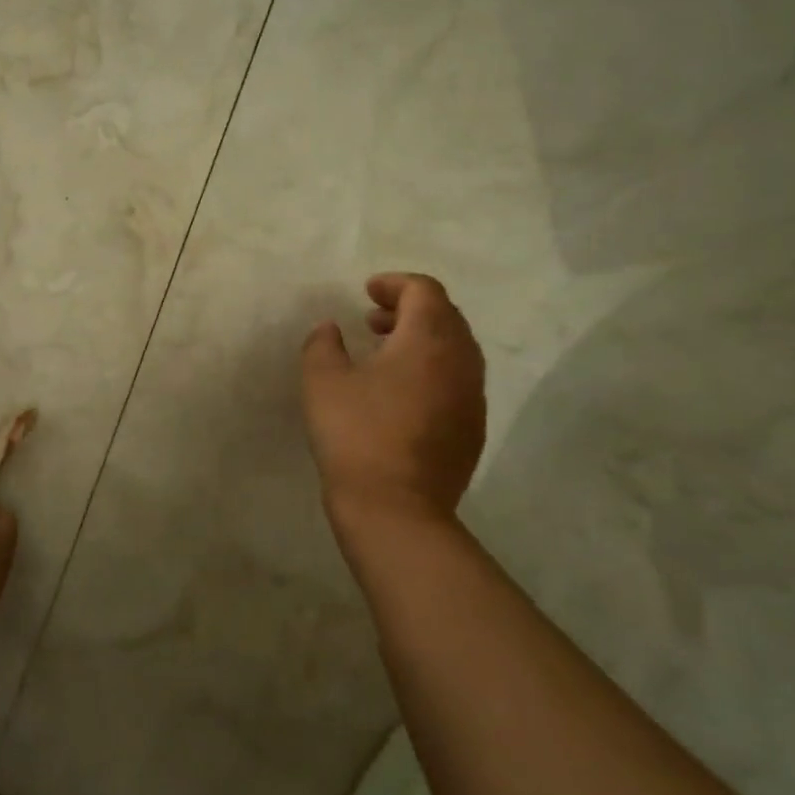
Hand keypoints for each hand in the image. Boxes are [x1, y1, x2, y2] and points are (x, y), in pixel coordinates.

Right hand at [301, 273, 487, 540]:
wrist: (396, 510)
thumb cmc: (356, 434)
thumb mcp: (322, 380)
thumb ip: (323, 344)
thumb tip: (331, 329)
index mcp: (429, 340)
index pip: (424, 291)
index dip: (395, 284)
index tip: (367, 292)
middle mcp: (461, 361)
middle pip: (446, 315)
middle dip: (410, 308)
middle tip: (373, 318)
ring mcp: (472, 397)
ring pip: (455, 348)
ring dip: (422, 339)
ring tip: (384, 351)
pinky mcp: (473, 428)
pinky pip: (457, 379)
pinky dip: (432, 368)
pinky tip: (400, 391)